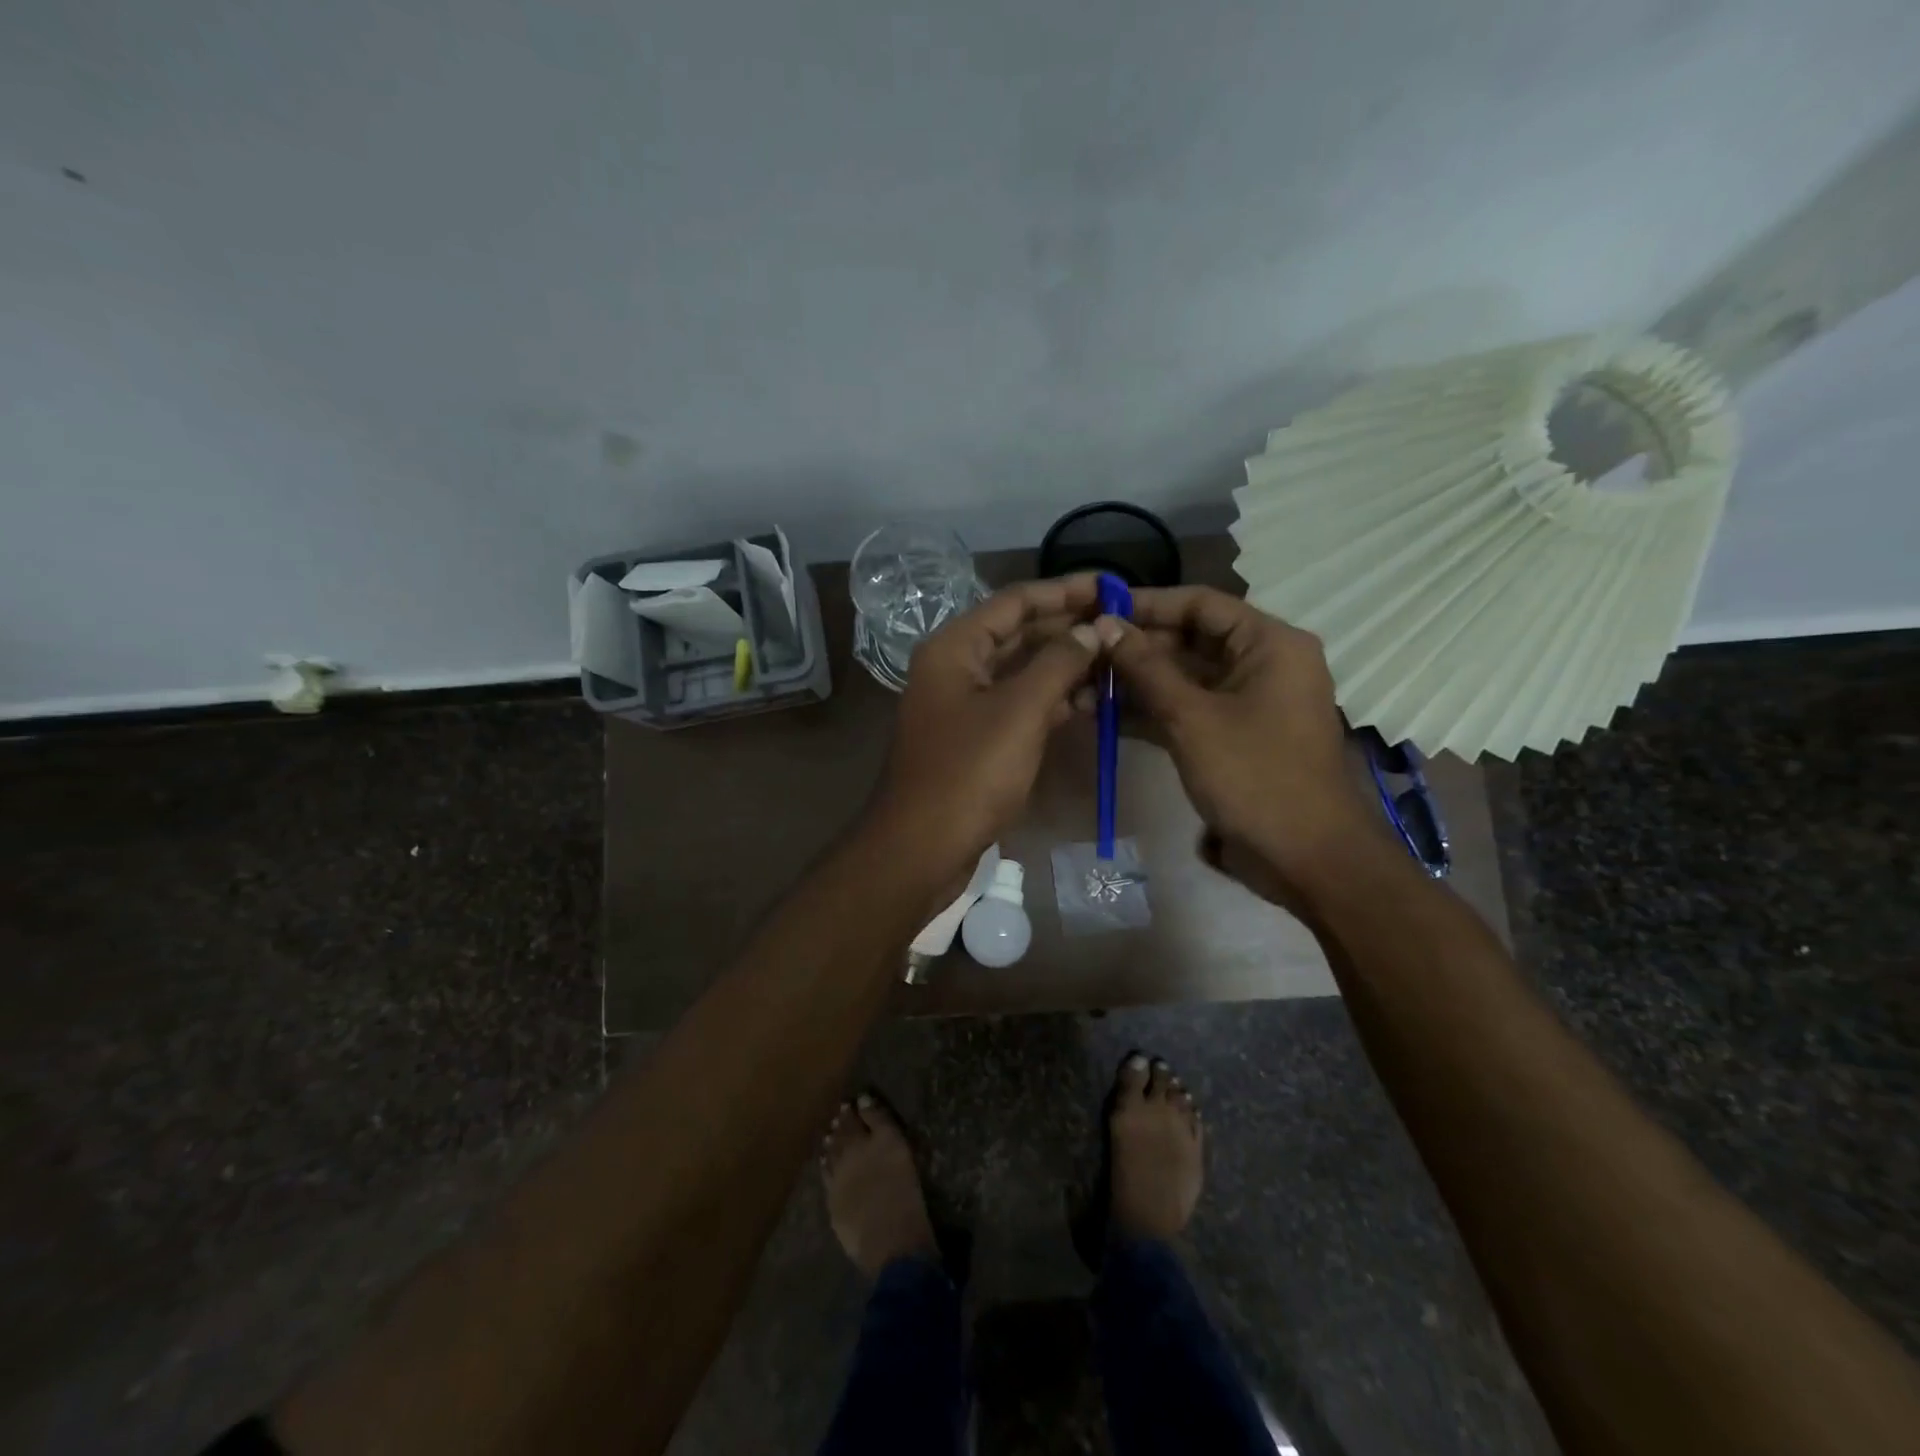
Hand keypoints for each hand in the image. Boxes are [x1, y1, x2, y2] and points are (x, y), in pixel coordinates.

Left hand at [870, 575, 1101, 879]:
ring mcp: (964, 705)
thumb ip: (1059, 663)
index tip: (1111, 586)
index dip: (1064, 591)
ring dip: (1065, 666)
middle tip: (1122, 625)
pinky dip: (1051, 702)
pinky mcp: (975, 739)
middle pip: (1019, 634)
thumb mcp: (1020, 711)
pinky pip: (1018, 706)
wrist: (922, 846)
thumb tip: (1095, 627)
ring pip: (1022, 673)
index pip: (1016, 601)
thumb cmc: (969, 772)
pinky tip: (1091, 703)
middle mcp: (956, 667)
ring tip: (1116, 661)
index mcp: (955, 647)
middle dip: (1069, 629)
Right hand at [1100, 586, 1383, 906]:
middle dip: (1136, 649)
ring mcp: (1248, 702)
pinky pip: (1189, 710)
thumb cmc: (1255, 776)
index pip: (1201, 604)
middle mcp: (1262, 663)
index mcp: (1269, 644)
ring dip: (1137, 683)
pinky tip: (1105, 716)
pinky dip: (1152, 712)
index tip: (1098, 609)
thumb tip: (1105, 626)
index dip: (1147, 604)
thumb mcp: (1192, 717)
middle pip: (1190, 640)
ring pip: (1185, 679)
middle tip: (1082, 652)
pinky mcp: (1234, 736)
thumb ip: (1146, 669)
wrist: (1306, 858)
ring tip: (1083, 685)